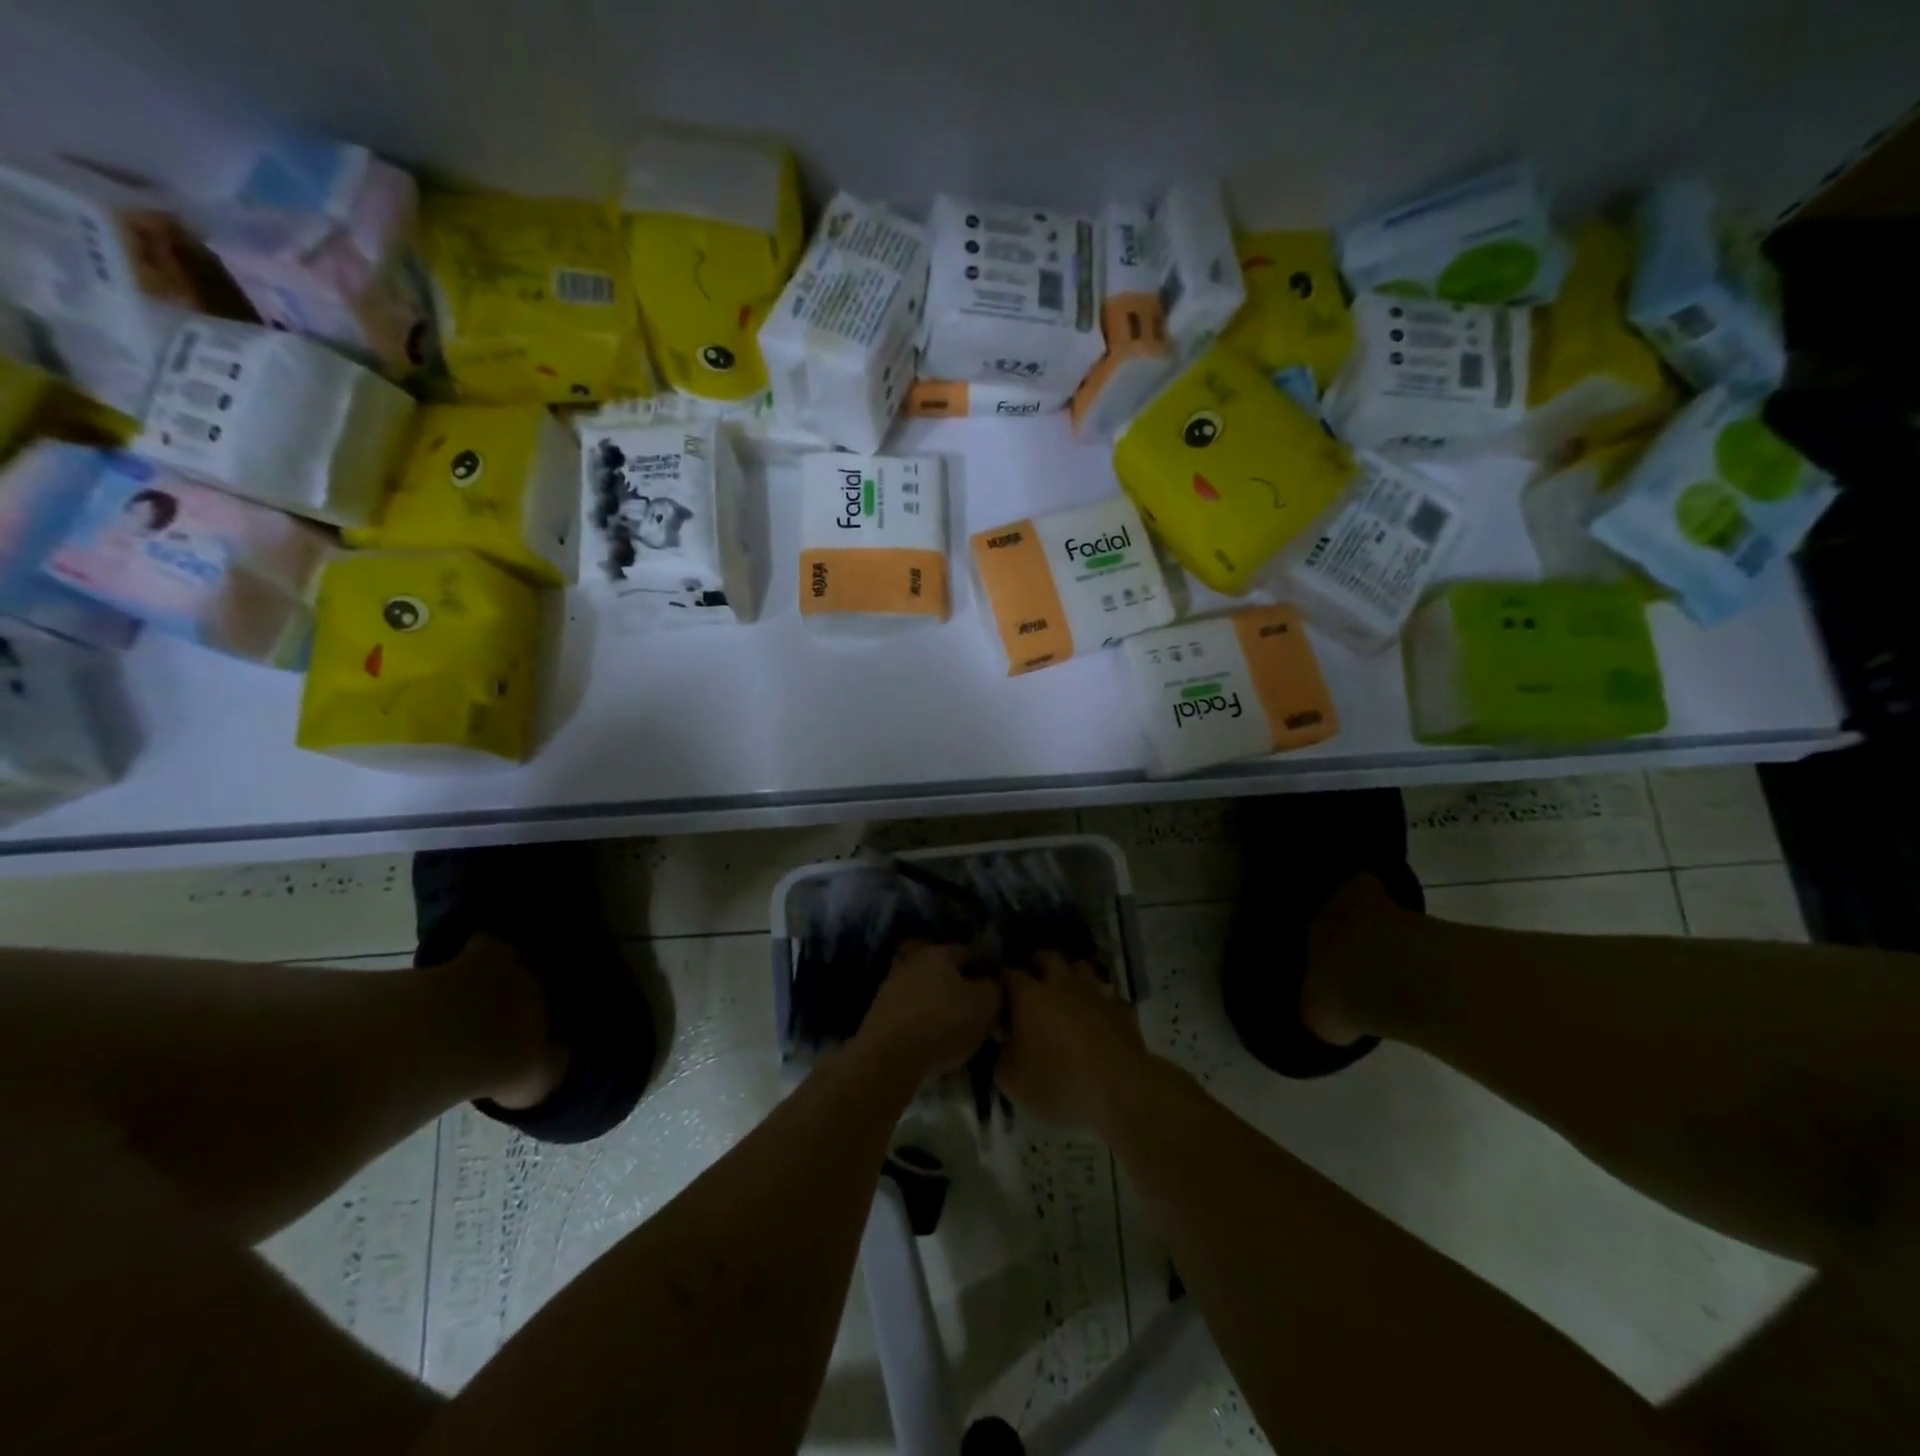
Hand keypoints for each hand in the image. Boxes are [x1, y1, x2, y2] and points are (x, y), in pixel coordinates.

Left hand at [856, 941, 1003, 1078]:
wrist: (889, 1057)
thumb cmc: (944, 1023)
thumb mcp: (986, 1004)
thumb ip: (995, 988)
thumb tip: (992, 984)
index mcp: (939, 952)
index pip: (972, 951)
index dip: (990, 966)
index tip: (1002, 983)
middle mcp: (913, 961)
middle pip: (946, 971)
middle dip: (964, 985)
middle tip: (982, 1006)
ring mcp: (892, 986)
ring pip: (928, 991)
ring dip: (943, 1004)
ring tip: (960, 1027)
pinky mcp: (880, 1013)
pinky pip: (913, 1012)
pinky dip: (926, 1021)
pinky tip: (937, 1039)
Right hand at [997, 952, 1151, 1130]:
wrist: (1120, 1090)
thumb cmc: (1059, 1082)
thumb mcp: (1012, 1081)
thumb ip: (1000, 1056)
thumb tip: (1001, 1043)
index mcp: (1029, 995)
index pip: (1008, 973)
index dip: (1000, 978)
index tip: (996, 989)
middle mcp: (1061, 983)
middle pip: (1047, 957)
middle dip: (1037, 963)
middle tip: (1031, 980)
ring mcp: (1095, 992)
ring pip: (1081, 967)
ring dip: (1071, 975)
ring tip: (1065, 992)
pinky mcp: (1121, 1008)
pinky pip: (1107, 995)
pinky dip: (1099, 1001)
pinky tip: (1097, 1015)